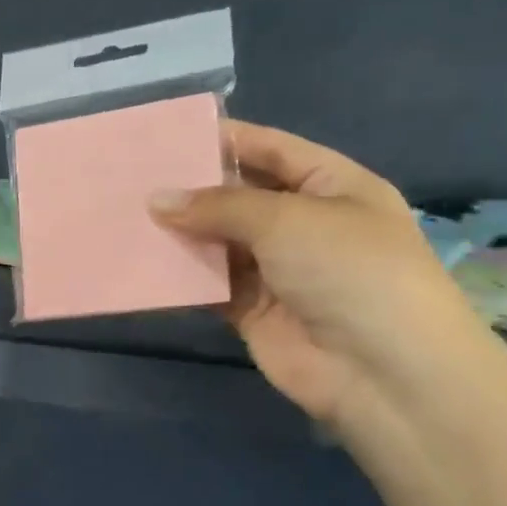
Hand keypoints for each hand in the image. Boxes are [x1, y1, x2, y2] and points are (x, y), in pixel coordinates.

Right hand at [151, 121, 482, 424]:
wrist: (381, 371)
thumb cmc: (349, 271)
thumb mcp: (287, 219)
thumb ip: (219, 206)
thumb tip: (156, 200)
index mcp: (332, 186)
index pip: (271, 149)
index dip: (224, 139)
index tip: (167, 134)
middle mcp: (303, 223)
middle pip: (238, 196)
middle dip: (191, 187)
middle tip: (132, 175)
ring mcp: (277, 269)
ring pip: (218, 242)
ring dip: (179, 232)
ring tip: (124, 213)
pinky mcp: (251, 310)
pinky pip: (208, 285)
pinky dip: (179, 276)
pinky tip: (140, 261)